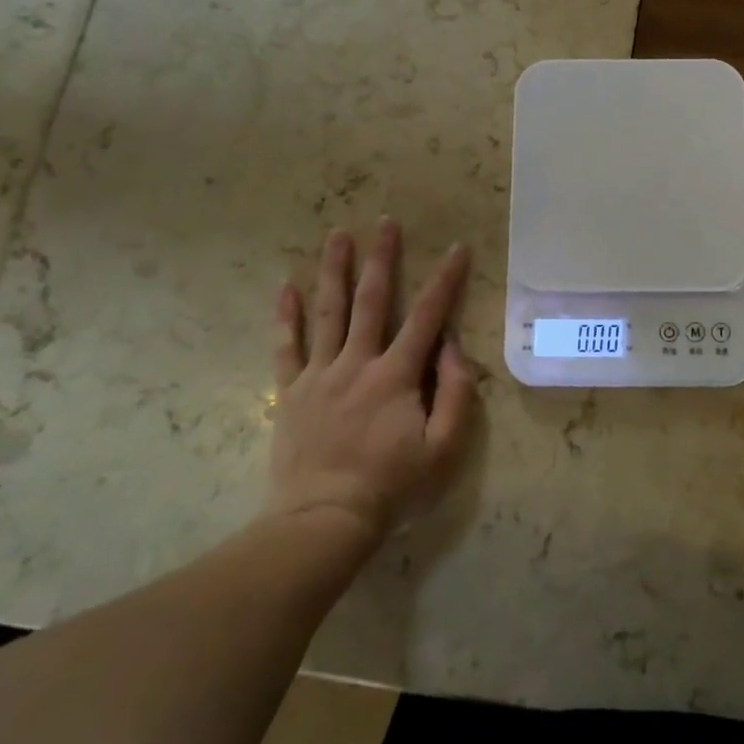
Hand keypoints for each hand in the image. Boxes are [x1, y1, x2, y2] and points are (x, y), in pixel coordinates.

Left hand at [268, 218, 477, 539]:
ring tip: (337, 234)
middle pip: (371, 300)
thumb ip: (455, 393)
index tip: (457, 248)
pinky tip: (286, 286)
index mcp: (396, 375)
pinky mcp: (290, 392)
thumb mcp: (444, 448)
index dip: (445, 280)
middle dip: (382, 258)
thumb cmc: (391, 486)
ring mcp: (319, 375)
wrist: (322, 521)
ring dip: (334, 270)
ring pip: (327, 312)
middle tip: (386, 222)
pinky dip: (286, 316)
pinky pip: (286, 347)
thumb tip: (451, 348)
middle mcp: (357, 363)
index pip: (427, 316)